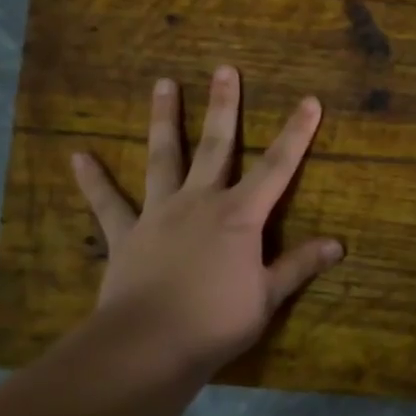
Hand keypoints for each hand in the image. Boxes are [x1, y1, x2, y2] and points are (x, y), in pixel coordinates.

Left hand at [69, 66, 342, 376]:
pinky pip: (108, 204)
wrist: (148, 345)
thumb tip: (338, 245)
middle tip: (224, 69)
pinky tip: (77, 156)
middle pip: (216, 146)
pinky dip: (94, 181)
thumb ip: (298, 266)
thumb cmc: (216, 321)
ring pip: (164, 158)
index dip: (296, 133)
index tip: (309, 100)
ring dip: (165, 120)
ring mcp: (159, 214)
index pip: (277, 167)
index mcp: (239, 216)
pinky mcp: (126, 234)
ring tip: (162, 84)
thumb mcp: (267, 296)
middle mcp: (200, 202)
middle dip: (224, 106)